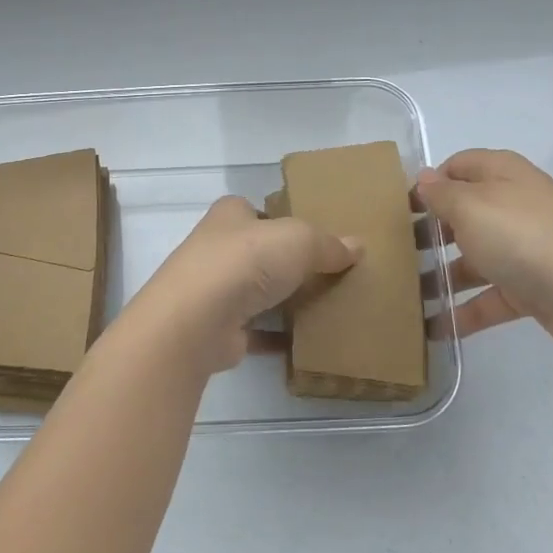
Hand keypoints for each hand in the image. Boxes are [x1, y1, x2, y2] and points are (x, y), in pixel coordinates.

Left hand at [113, 195, 361, 379]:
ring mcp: (214, 291)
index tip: (313, 234)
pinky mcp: (219, 329)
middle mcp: (217, 249)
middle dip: (286, 261)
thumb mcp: (297, 240)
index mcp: (229, 216)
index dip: (282, 218)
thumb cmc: (244, 262)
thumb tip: (357, 246)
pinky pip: (256, 331)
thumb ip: (327, 243)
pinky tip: (306, 342)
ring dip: (282, 300)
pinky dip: (277, 337)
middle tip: (328, 272)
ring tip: (325, 306)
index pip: (255, 210)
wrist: (196, 321)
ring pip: (256, 291)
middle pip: (258, 252)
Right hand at [416, 149, 552, 350]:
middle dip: (429, 233)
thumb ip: (441, 193)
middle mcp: (514, 206)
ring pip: (473, 259)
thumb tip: (425, 179)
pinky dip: (463, 311)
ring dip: (440, 276)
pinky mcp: (531, 288)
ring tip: (404, 295)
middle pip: (463, 214)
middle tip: (393, 252)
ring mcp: (525, 248)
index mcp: (501, 175)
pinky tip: (433, 329)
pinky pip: (489, 297)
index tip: (398, 208)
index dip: (428, 183)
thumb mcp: (469, 206)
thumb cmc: (522, 235)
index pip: (457, 167)